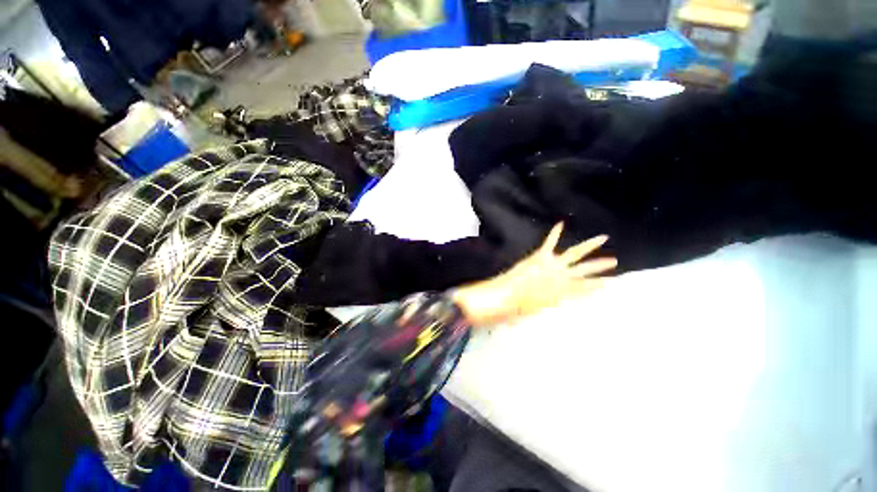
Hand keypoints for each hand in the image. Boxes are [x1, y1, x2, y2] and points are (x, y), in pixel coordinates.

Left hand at [452, 223, 616, 325]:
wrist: (508, 295)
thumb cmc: (522, 307)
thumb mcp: (541, 310)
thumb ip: (551, 303)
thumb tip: (557, 300)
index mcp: (564, 293)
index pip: (587, 288)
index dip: (600, 285)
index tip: (613, 282)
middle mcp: (562, 278)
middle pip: (585, 270)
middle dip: (600, 266)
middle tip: (615, 262)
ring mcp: (552, 265)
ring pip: (575, 253)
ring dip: (589, 245)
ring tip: (603, 238)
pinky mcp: (540, 256)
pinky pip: (549, 242)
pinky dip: (555, 233)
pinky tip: (560, 224)